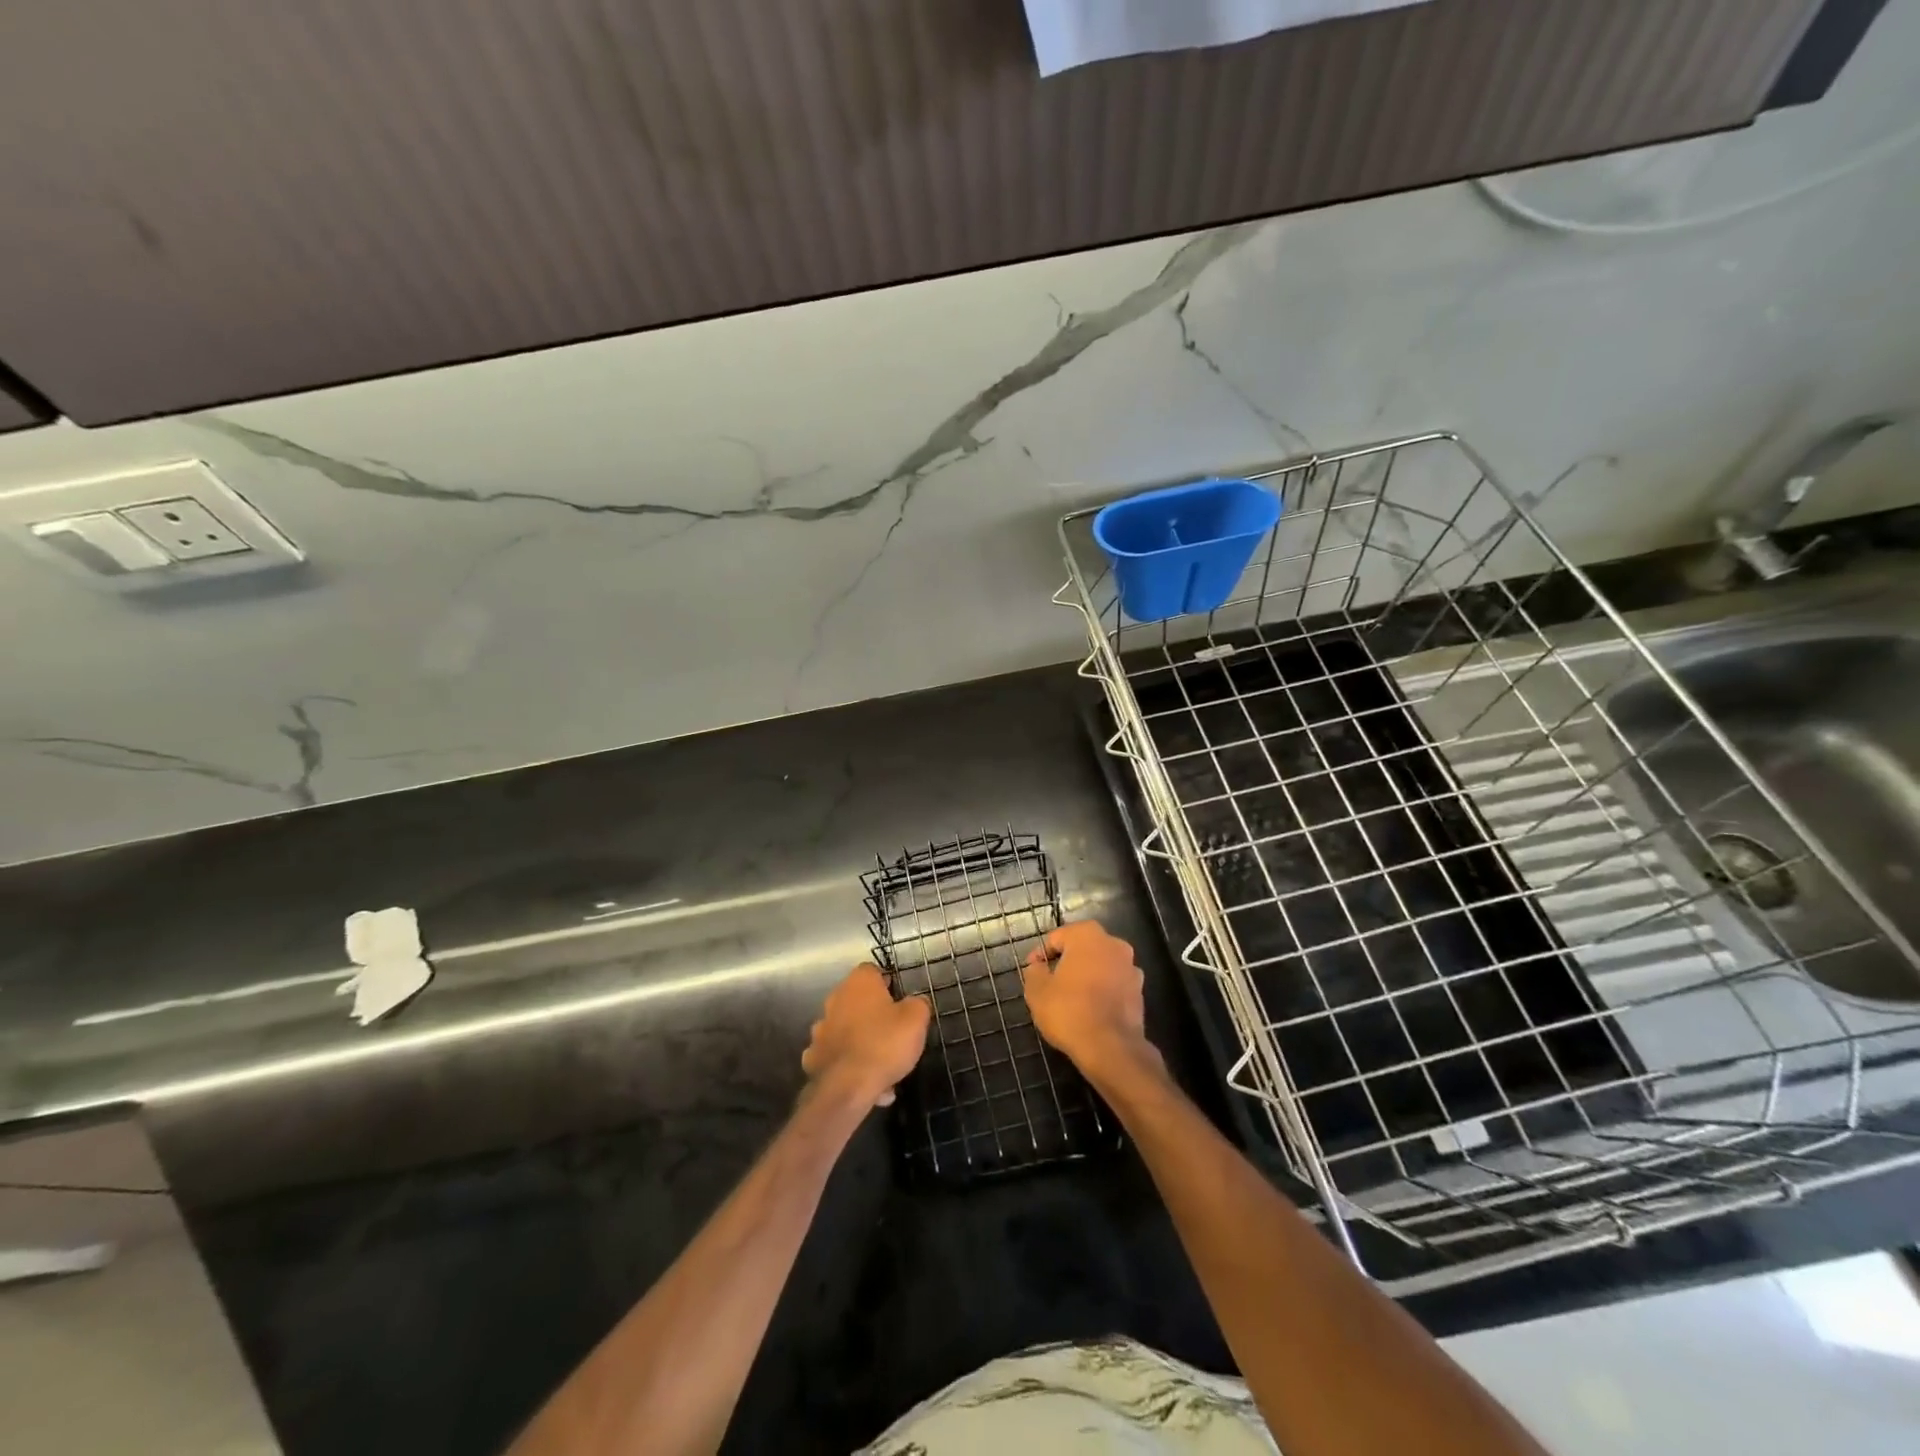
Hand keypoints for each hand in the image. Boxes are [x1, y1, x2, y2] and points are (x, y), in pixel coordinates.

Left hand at [801, 964, 930, 1108]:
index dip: (886, 983)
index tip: (899, 1000)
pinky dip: (847, 1063)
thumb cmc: (884, 1043)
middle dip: (872, 1013)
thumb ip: (918, 1004)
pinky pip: (836, 1055)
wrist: (846, 1087)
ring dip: (859, 1039)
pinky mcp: (813, 1057)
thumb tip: (915, 1001)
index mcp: (859, 983)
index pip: (872, 970)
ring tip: (880, 1062)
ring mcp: (820, 1028)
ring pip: (845, 1028)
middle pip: (856, 999)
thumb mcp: (916, 1020)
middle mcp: (835, 999)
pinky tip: (864, 1080)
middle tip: (892, 1031)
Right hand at [1022, 921, 1157, 1081]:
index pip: (1057, 937)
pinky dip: (1102, 992)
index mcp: (1087, 935)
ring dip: (1086, 977)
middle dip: (1066, 963)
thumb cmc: (1069, 1011)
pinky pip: (1114, 985)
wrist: (1111, 1048)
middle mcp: (1114, 944)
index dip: (1041, 954)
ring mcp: (1131, 968)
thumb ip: (1034, 971)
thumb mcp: (1037, 991)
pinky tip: (1090, 1011)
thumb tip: (1038, 966)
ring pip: (1100, 967)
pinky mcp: (1139, 992)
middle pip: (1082, 949)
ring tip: (1070, 999)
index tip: (1033, 972)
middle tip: (1050, 983)